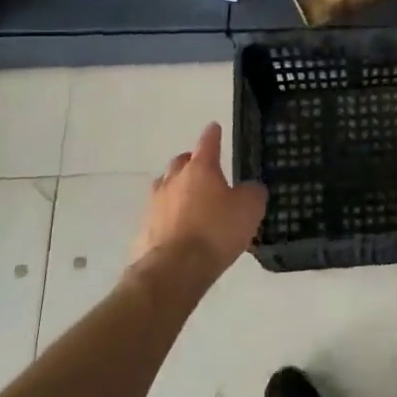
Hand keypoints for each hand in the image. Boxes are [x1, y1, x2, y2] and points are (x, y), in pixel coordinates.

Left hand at [133, 123, 266, 286]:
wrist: (174, 270)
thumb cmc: (216, 231)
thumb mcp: (249, 209)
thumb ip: (252, 193)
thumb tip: (249, 189)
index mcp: (200, 169)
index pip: (208, 143)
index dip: (213, 135)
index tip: (214, 127)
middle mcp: (173, 180)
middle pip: (181, 162)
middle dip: (191, 162)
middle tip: (203, 168)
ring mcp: (155, 204)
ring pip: (165, 186)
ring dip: (176, 188)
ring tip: (189, 198)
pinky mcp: (144, 229)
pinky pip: (159, 214)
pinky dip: (168, 216)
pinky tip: (178, 228)